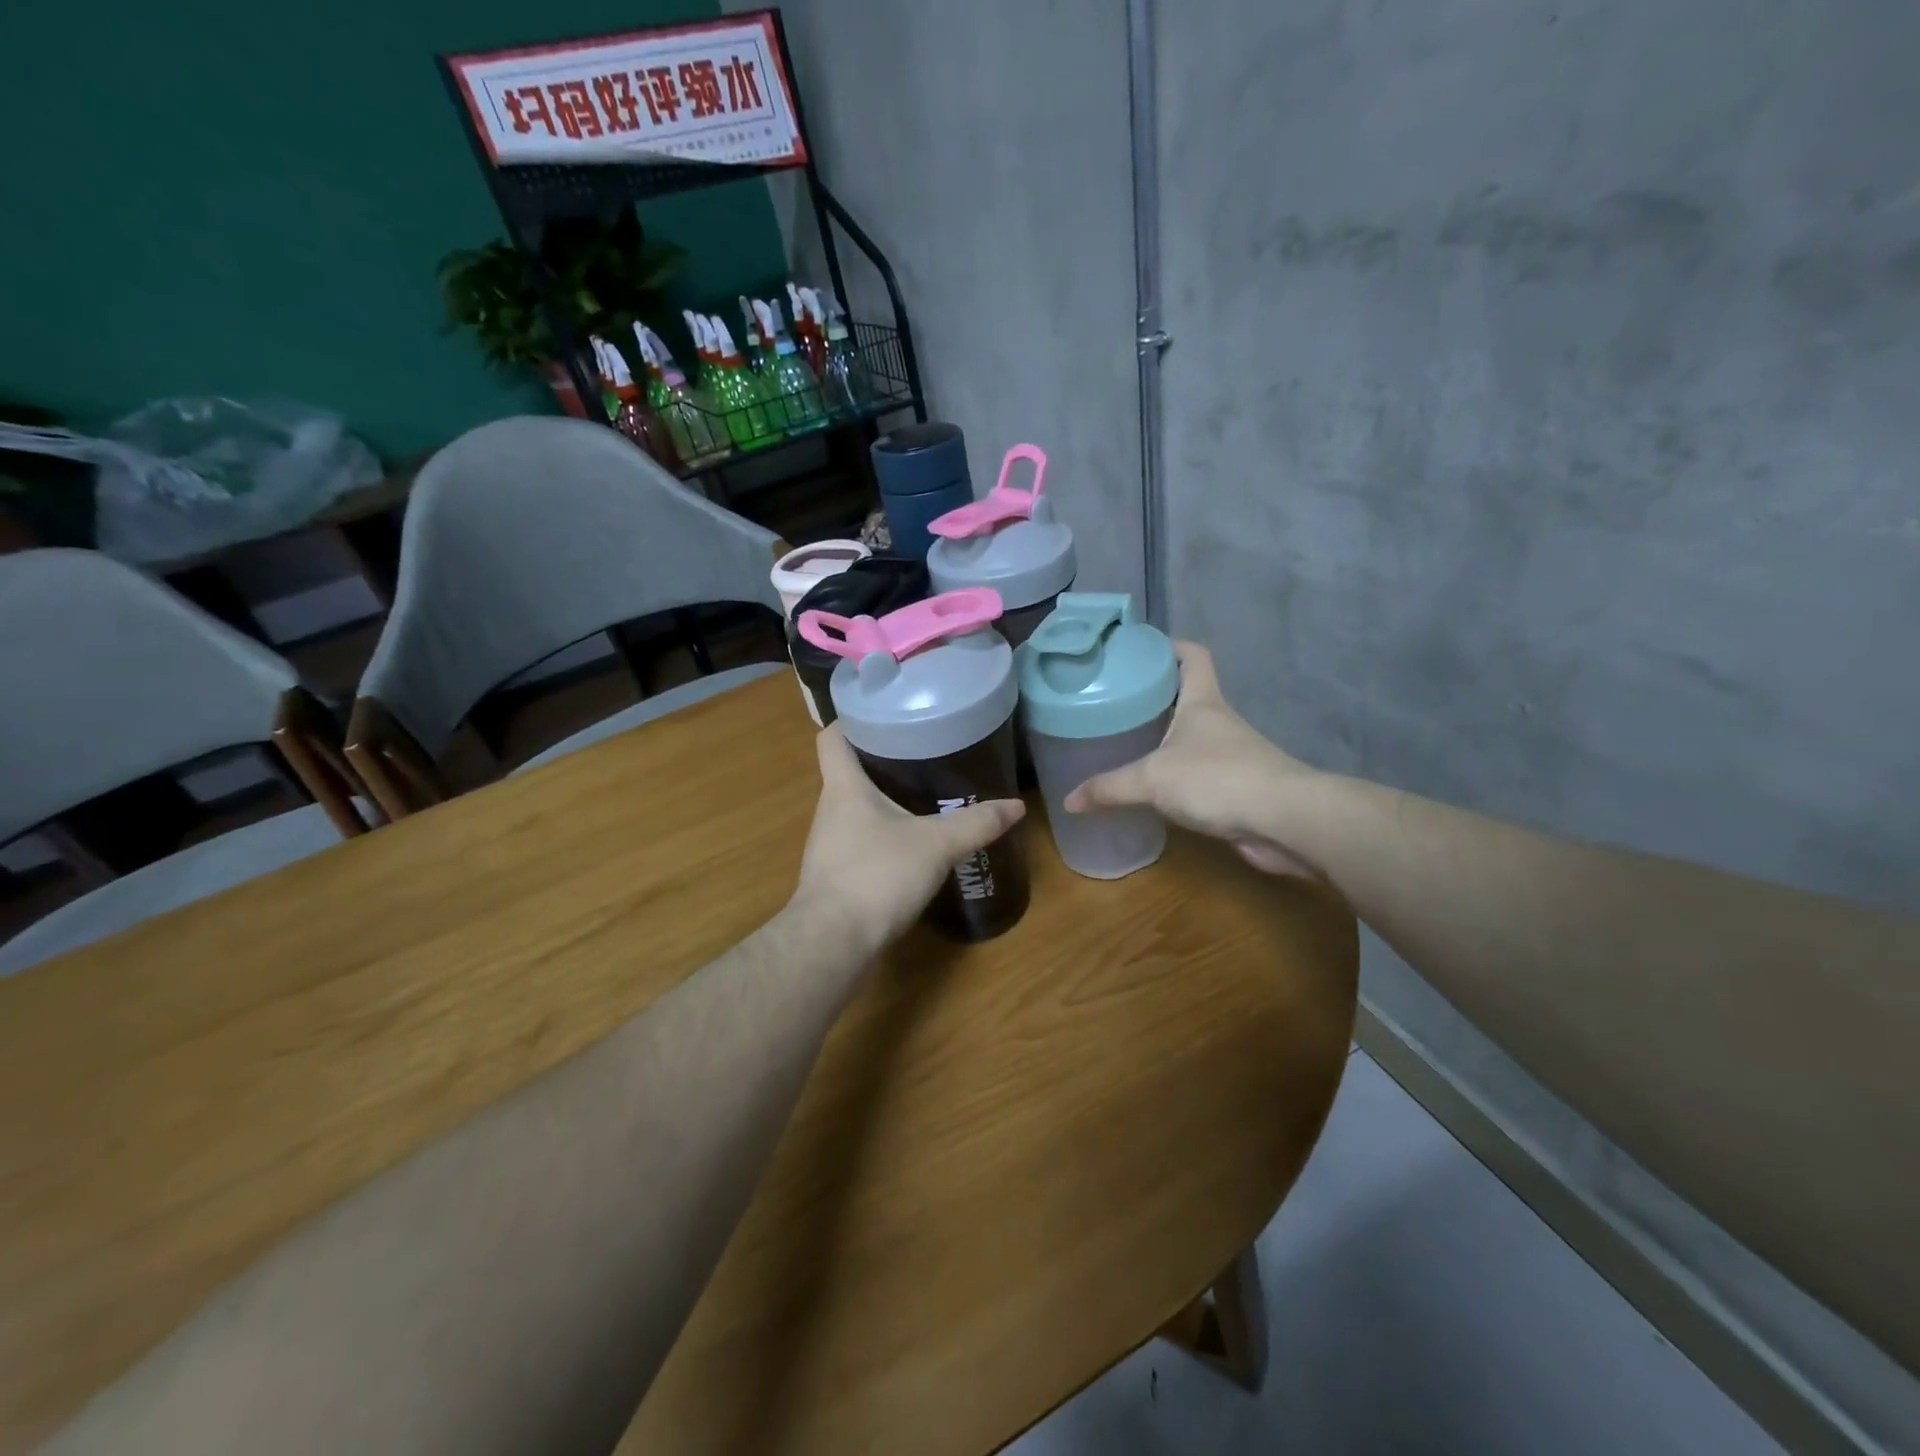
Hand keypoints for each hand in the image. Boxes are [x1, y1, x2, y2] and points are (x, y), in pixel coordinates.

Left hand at [793, 725, 1025, 952]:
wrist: (833, 942)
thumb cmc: (877, 875)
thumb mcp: (936, 845)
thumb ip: (976, 824)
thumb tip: (1017, 805)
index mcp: (844, 787)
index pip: (834, 737)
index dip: (854, 720)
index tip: (885, 712)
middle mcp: (830, 810)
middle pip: (848, 770)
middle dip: (881, 758)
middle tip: (922, 750)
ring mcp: (829, 845)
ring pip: (855, 807)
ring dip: (883, 798)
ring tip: (923, 792)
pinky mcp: (836, 875)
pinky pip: (859, 840)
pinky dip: (882, 833)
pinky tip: (911, 843)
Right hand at [1065, 643, 1324, 876]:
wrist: (1283, 821)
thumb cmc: (1217, 779)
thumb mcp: (1152, 779)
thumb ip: (1109, 788)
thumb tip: (1069, 801)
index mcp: (1202, 701)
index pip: (1192, 656)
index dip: (1170, 645)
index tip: (1141, 647)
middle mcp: (1218, 722)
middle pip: (1187, 695)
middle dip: (1155, 695)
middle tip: (1115, 700)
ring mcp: (1230, 755)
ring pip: (1191, 737)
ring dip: (1165, 738)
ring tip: (1124, 742)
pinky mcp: (1235, 787)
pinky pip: (1196, 774)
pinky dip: (1175, 776)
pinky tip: (1151, 788)